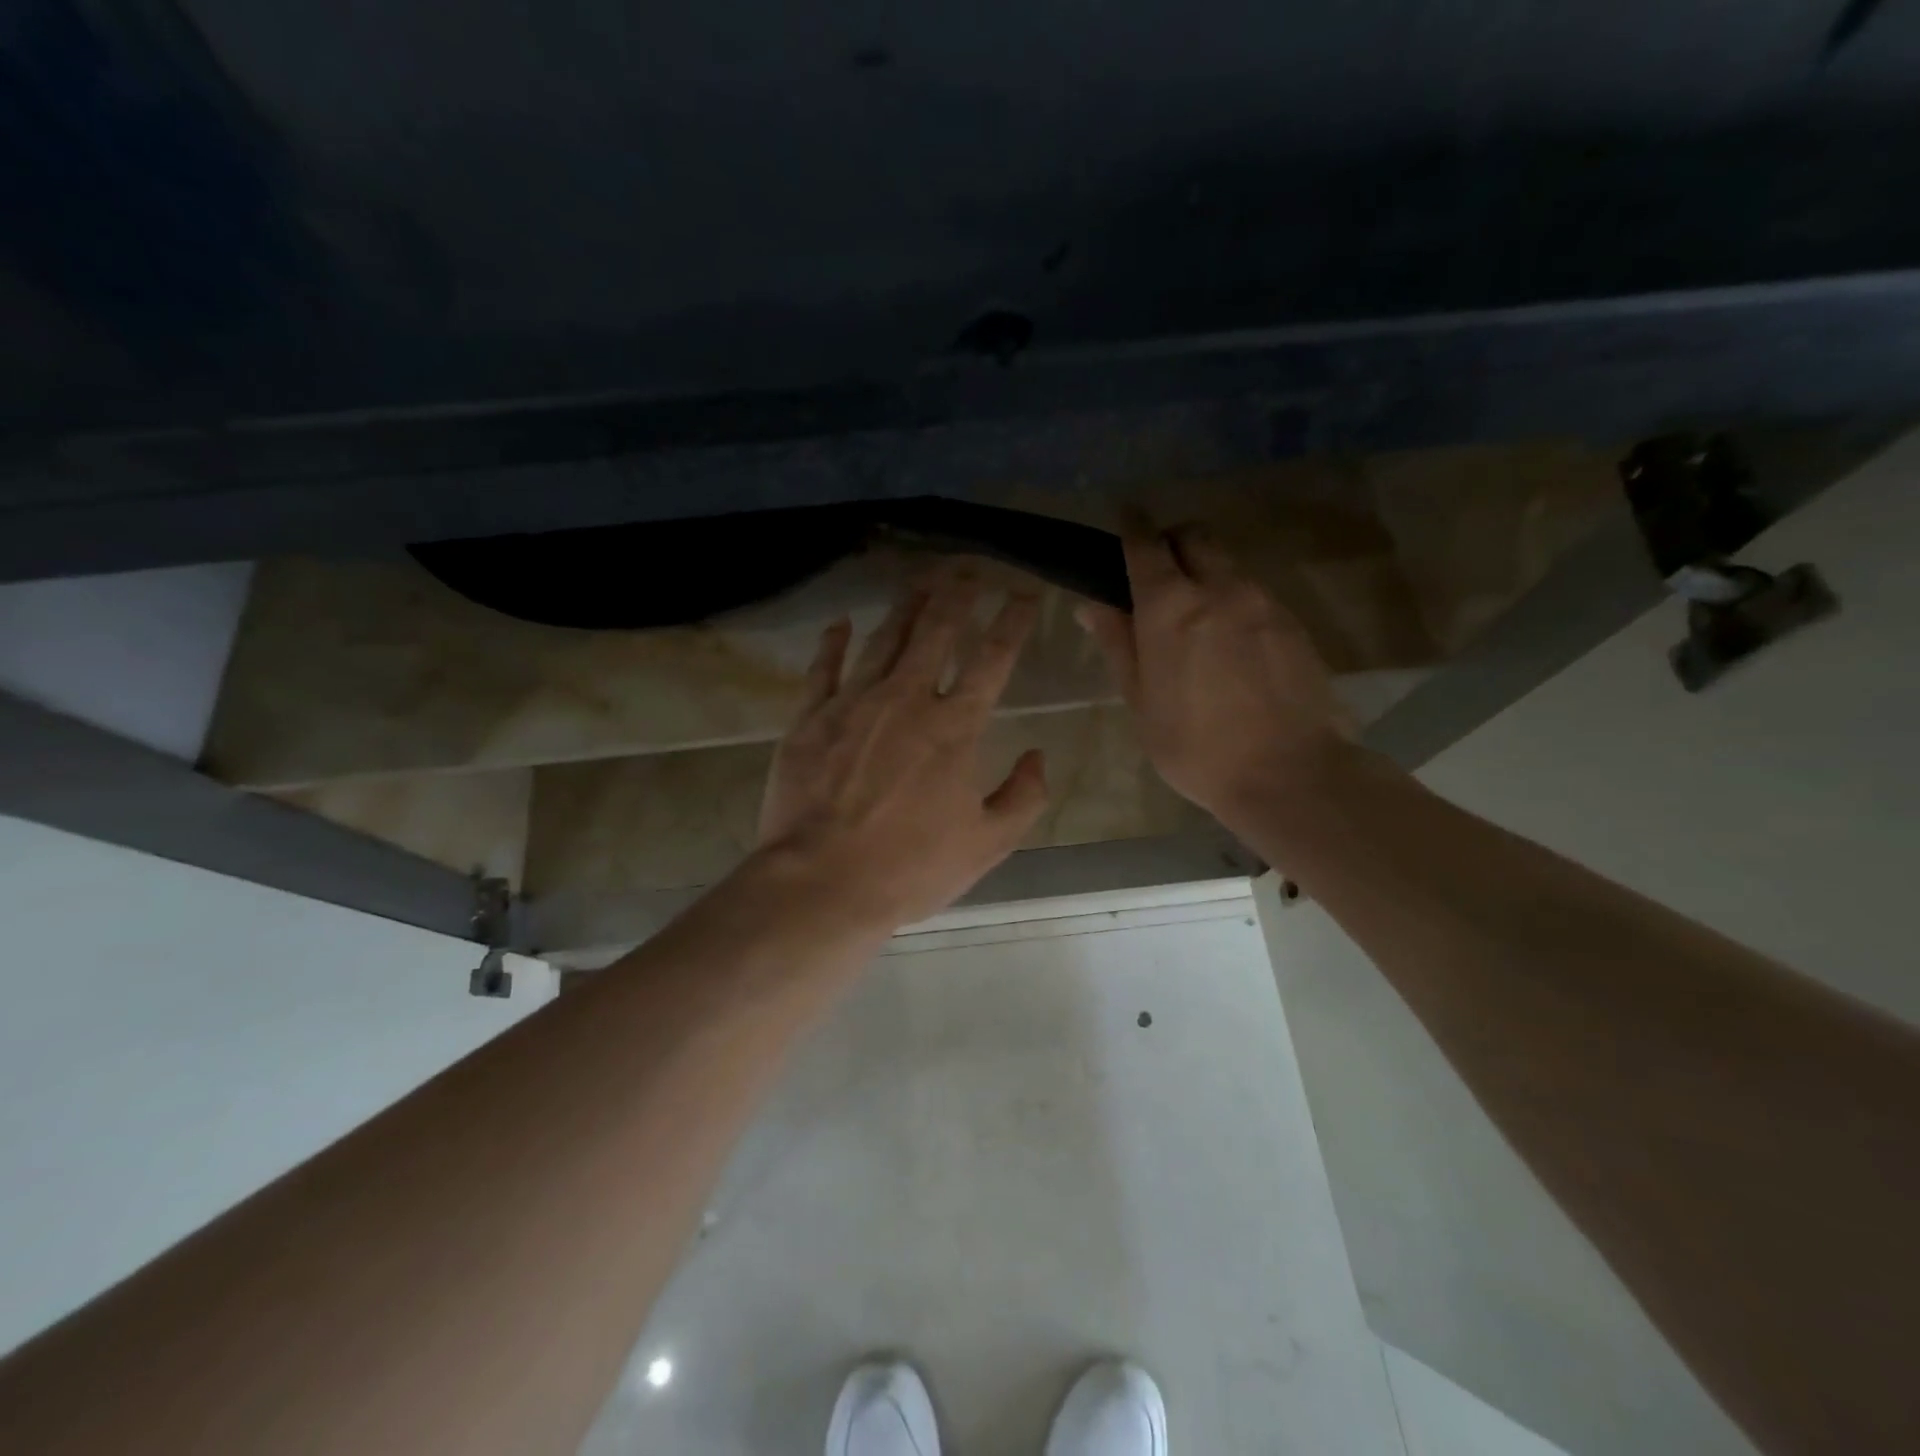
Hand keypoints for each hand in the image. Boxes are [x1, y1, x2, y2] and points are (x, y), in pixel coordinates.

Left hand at [754, 570, 1050, 931]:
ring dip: (906, 606)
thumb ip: (1023, 796)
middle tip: (968, 568)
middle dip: (957, 594)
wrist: (821, 884)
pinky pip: (824, 668)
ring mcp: (853, 703)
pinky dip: (834, 642)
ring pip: (884, 639)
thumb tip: (1037, 754)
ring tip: (921, 580)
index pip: (992, 659)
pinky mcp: (809, 718)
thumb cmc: (910, 869)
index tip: (1024, 593)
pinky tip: (841, 623)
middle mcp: (906, 700)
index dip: (1012, 622)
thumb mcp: (987, 845)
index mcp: (955, 728)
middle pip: (936, 631)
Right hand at [1078, 523, 1346, 832]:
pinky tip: (1233, 645)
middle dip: (1172, 542)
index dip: (1131, 529)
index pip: (1145, 544)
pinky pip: (1256, 592)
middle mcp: (1220, 589)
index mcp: (1170, 607)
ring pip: (1228, 564)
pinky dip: (1235, 600)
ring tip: (1198, 620)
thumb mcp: (1141, 701)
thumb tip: (1092, 604)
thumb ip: (1118, 644)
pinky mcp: (1293, 622)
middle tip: (1159, 576)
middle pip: (1194, 536)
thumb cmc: (1196, 747)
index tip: (1124, 523)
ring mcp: (1263, 602)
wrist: (1289, 774)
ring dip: (1206, 573)